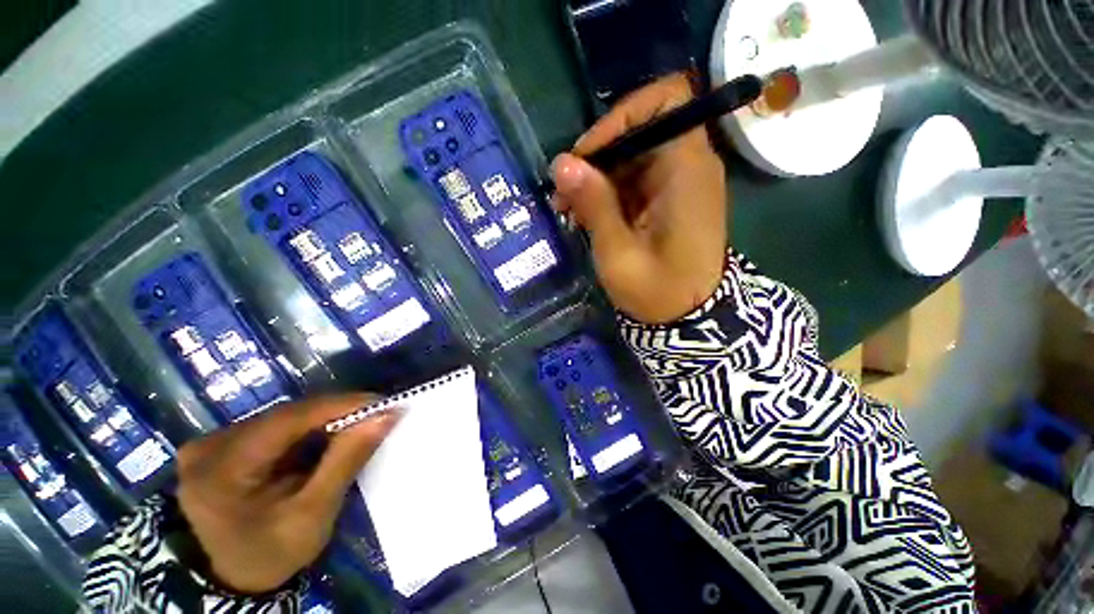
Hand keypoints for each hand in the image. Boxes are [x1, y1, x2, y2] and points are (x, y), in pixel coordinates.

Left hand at [176, 395, 398, 592]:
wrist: (231, 579)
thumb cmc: (271, 554)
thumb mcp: (313, 514)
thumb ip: (346, 461)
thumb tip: (385, 415)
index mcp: (221, 469)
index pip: (289, 419)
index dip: (340, 405)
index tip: (383, 403)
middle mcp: (209, 446)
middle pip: (286, 415)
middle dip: (336, 412)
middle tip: (376, 414)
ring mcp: (211, 444)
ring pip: (282, 417)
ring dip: (324, 419)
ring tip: (358, 424)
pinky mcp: (220, 445)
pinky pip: (274, 426)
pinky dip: (307, 429)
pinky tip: (328, 436)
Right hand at [552, 73, 728, 323]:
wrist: (689, 318)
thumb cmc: (658, 291)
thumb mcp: (618, 252)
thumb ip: (594, 205)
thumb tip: (562, 162)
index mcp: (687, 171)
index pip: (665, 100)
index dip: (622, 116)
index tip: (588, 155)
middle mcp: (689, 166)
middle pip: (640, 130)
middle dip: (596, 156)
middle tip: (564, 193)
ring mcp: (679, 182)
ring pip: (631, 156)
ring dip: (596, 177)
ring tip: (568, 209)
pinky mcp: (668, 199)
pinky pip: (634, 179)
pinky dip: (607, 192)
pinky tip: (585, 216)